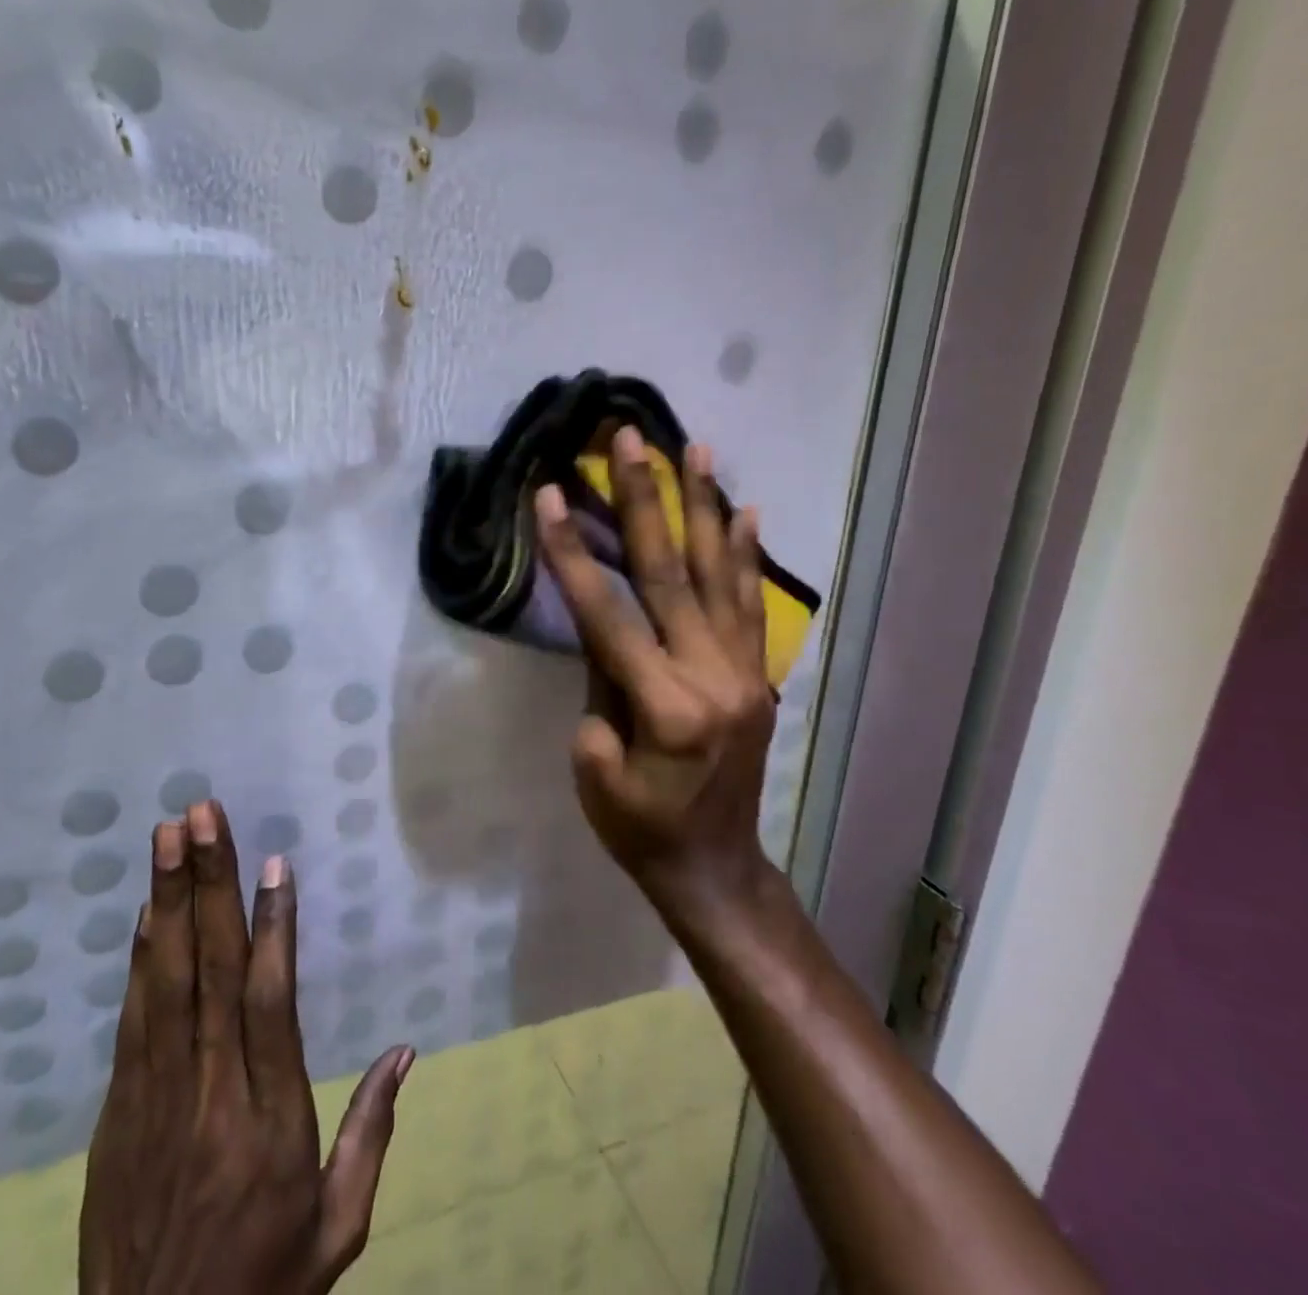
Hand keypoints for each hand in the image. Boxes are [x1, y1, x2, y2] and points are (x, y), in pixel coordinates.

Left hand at [80, 800, 414, 1294]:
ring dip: (167, 901)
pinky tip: (144, 912)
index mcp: (271, 1120)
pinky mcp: (117, 1113)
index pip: (271, 1004)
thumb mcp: (337, 1228)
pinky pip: (132, 1021)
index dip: (273, 928)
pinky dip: (138, 959)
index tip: (273, 863)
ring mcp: (155, 1100)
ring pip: (165, 982)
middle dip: (207, 884)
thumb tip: (405, 1051)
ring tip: (168, 837)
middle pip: (211, 972)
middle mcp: (212, 1095)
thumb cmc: (263, 1287)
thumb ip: (371, 1133)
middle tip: (202, 815)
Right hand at [534, 428, 774, 904]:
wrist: (713, 867)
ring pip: (720, 576)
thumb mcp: (596, 772)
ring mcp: (743, 672)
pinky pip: (752, 606)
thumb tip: (605, 636)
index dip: (572, 554)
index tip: (550, 496)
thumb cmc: (640, 830)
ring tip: (696, 447)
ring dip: (704, 506)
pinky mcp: (757, 675)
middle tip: (633, 440)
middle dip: (645, 502)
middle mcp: (711, 677)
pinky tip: (744, 510)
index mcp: (663, 708)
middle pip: (671, 574)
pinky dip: (747, 555)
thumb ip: (599, 694)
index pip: (607, 615)